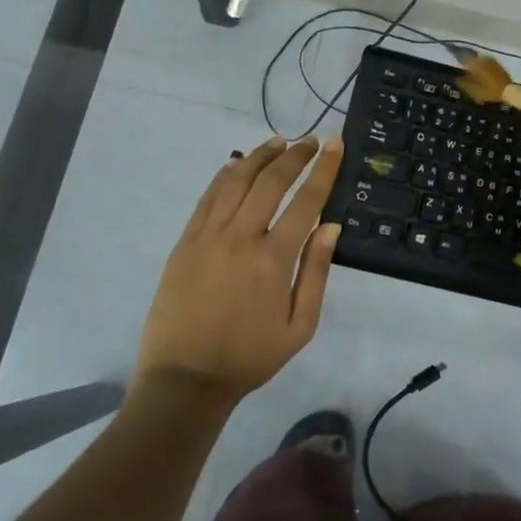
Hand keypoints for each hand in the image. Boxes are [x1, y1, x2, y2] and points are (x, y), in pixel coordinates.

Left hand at [134, 134, 344, 404]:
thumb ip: (315, 273)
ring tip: (278, 141)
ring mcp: (208, 236)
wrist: (184, 379)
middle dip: (295, 155)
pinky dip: (225, 174)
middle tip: (311, 140)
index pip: (306, 201)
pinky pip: (208, 197)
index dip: (324, 169)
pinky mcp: (185, 241)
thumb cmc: (249, 357)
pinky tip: (237, 163)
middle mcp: (241, 237)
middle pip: (271, 181)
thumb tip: (331, 226)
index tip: (335, 144)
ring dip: (260, 156)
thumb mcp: (299, 327)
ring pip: (236, 180)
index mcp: (274, 259)